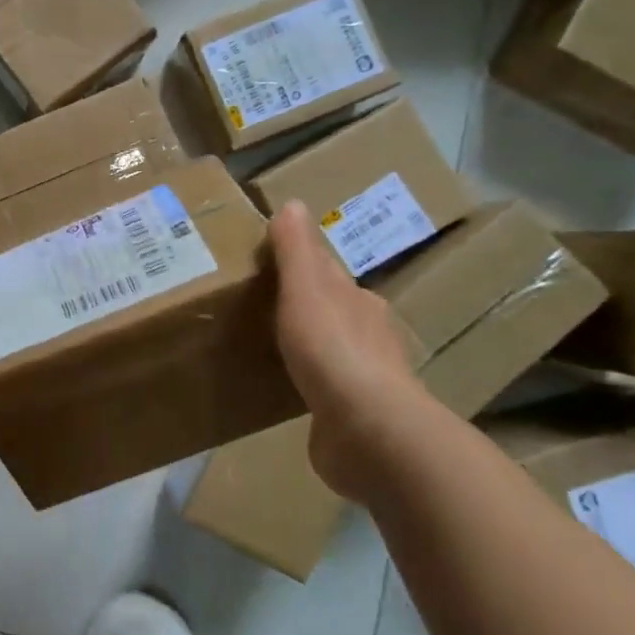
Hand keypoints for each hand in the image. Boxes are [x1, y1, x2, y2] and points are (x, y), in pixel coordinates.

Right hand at [269, 200, 425, 497]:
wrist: (368, 431)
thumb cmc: (332, 349)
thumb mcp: (306, 289)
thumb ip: (297, 250)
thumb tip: (293, 203)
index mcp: (358, 302)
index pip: (329, 275)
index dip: (303, 266)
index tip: (272, 264)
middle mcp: (368, 336)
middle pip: (333, 311)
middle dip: (307, 305)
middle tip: (265, 303)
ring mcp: (365, 380)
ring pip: (331, 351)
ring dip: (309, 346)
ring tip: (271, 346)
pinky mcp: (353, 418)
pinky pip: (326, 391)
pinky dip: (310, 384)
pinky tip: (290, 390)